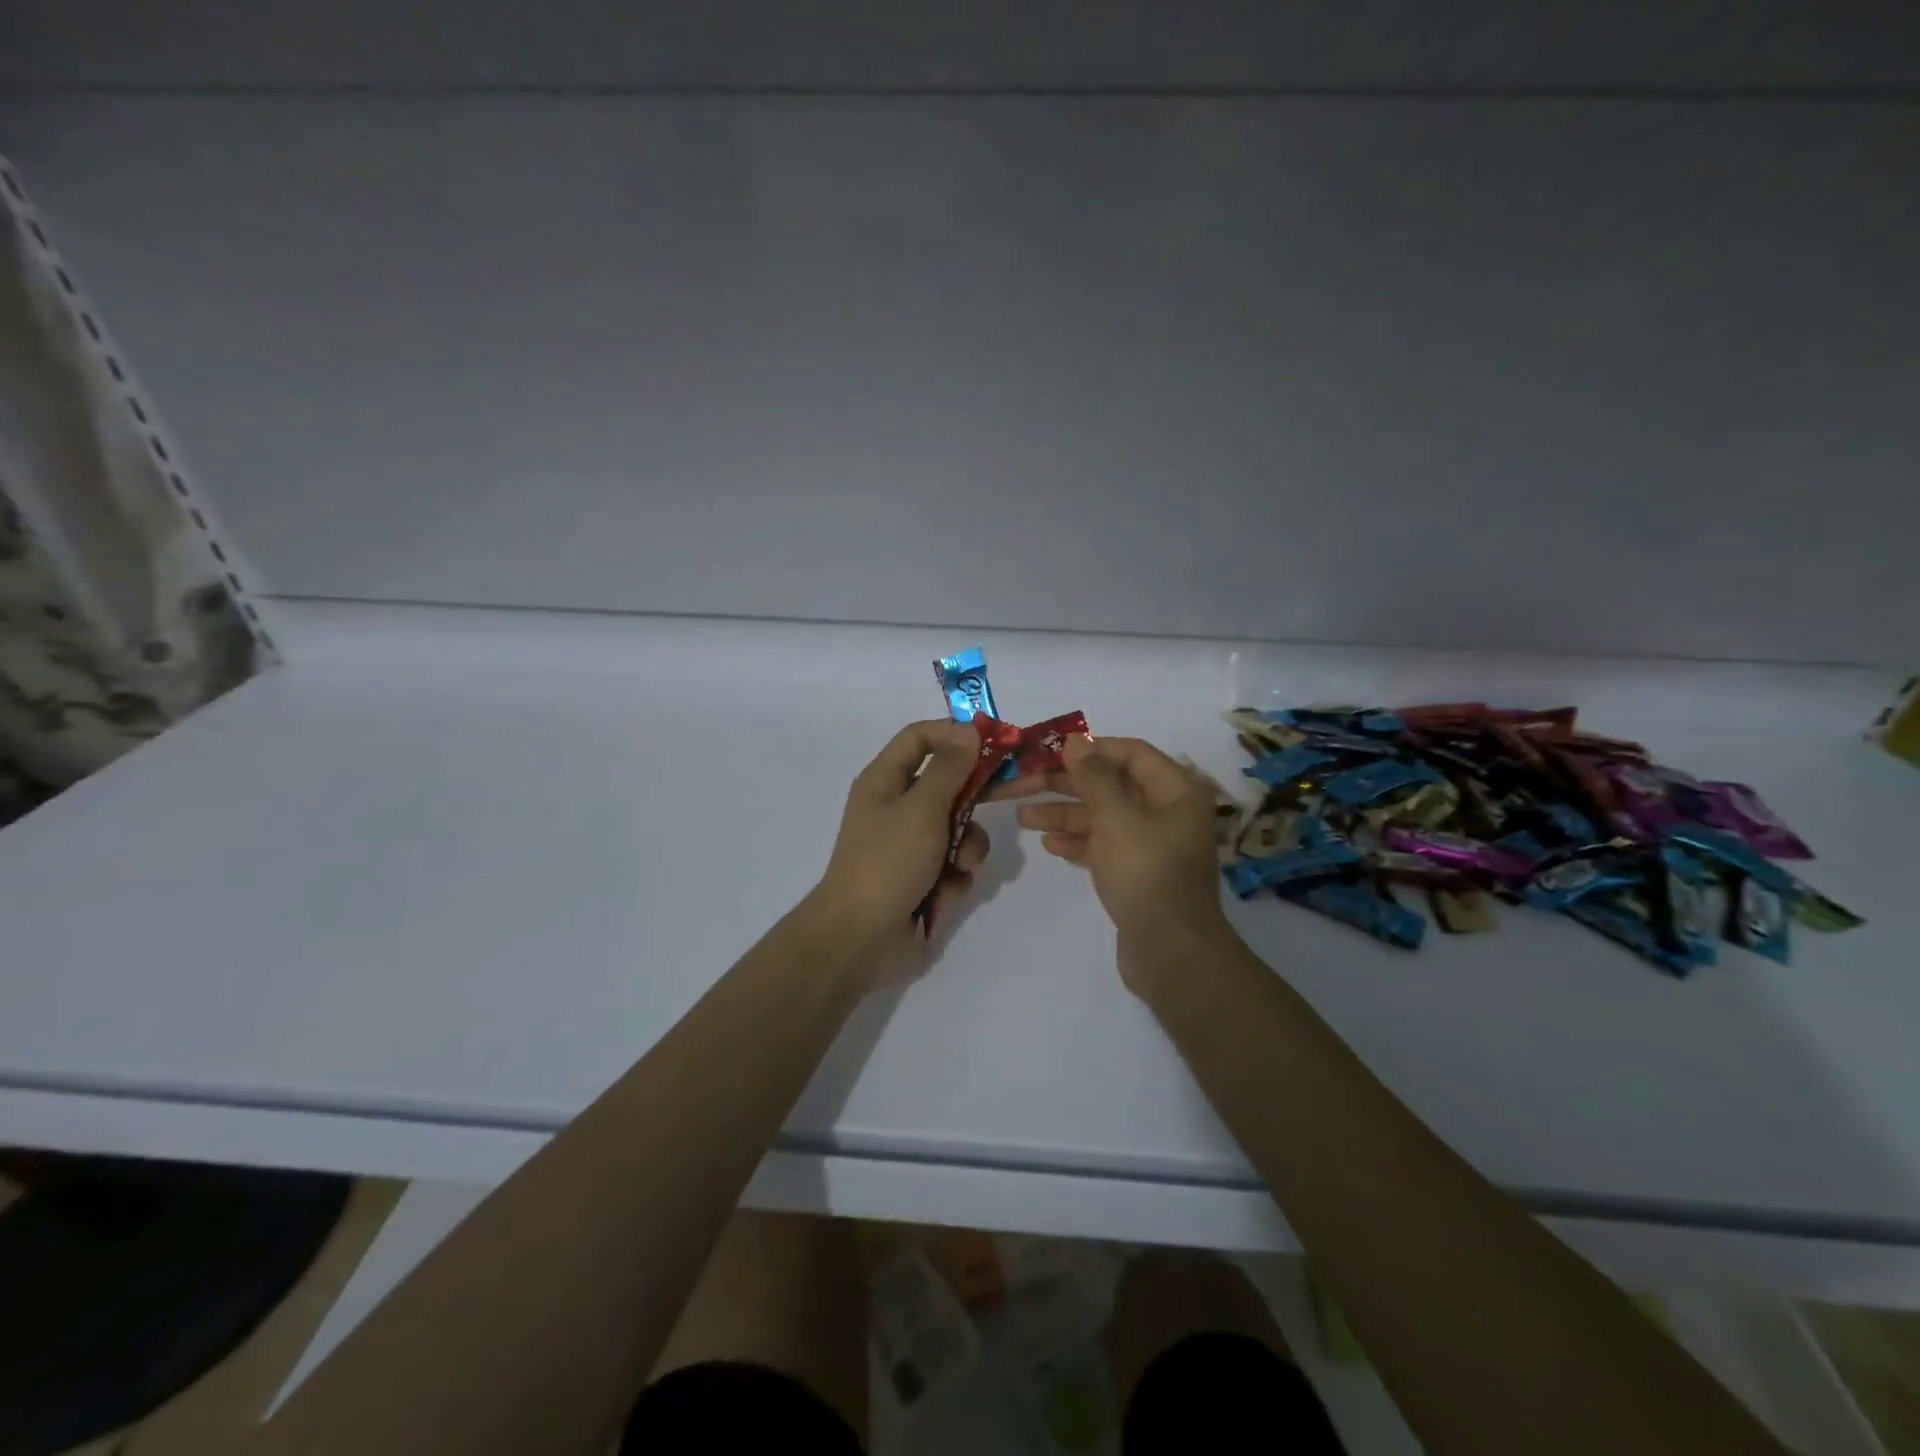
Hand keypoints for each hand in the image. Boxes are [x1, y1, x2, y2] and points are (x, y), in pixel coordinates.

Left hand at [812, 719, 991, 972]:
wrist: (860, 938)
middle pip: (946, 782)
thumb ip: (950, 769)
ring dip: (966, 845)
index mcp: (884, 780)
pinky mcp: (920, 876)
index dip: (954, 733)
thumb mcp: (922, 809)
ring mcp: (908, 843)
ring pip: (956, 826)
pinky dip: (954, 875)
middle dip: (973, 796)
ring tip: (960, 866)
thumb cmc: (888, 862)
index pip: (920, 737)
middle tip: (1008, 795)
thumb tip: (969, 730)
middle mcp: (896, 806)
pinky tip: (945, 892)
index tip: (993, 741)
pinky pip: (952, 862)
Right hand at [995, 736, 1226, 984]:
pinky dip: (1078, 842)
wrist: (1170, 952)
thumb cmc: (1145, 873)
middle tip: (1021, 784)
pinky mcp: (1139, 872)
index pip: (1129, 752)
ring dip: (1064, 814)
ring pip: (1103, 817)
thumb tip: (1075, 741)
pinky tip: (1048, 845)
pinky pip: (1104, 846)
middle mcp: (1167, 811)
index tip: (1048, 752)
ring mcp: (1153, 844)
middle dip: (1065, 785)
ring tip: (1022, 817)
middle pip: (1110, 785)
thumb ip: (1092, 776)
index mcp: (1175, 790)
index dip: (1088, 748)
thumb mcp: (1114, 817)